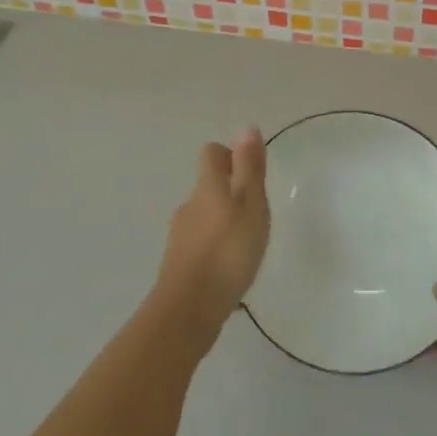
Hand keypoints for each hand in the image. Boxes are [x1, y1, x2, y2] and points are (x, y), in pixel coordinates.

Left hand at [155, 128, 269, 342]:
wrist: (189, 309)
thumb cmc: (228, 250)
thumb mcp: (250, 204)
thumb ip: (249, 168)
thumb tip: (246, 126)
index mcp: (207, 187)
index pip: (211, 154)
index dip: (230, 155)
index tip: (251, 173)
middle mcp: (189, 206)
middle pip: (207, 186)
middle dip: (230, 192)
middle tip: (257, 211)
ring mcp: (180, 237)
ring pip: (204, 217)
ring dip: (223, 222)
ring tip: (247, 242)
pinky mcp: (179, 265)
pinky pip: (200, 245)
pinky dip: (215, 248)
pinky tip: (230, 268)